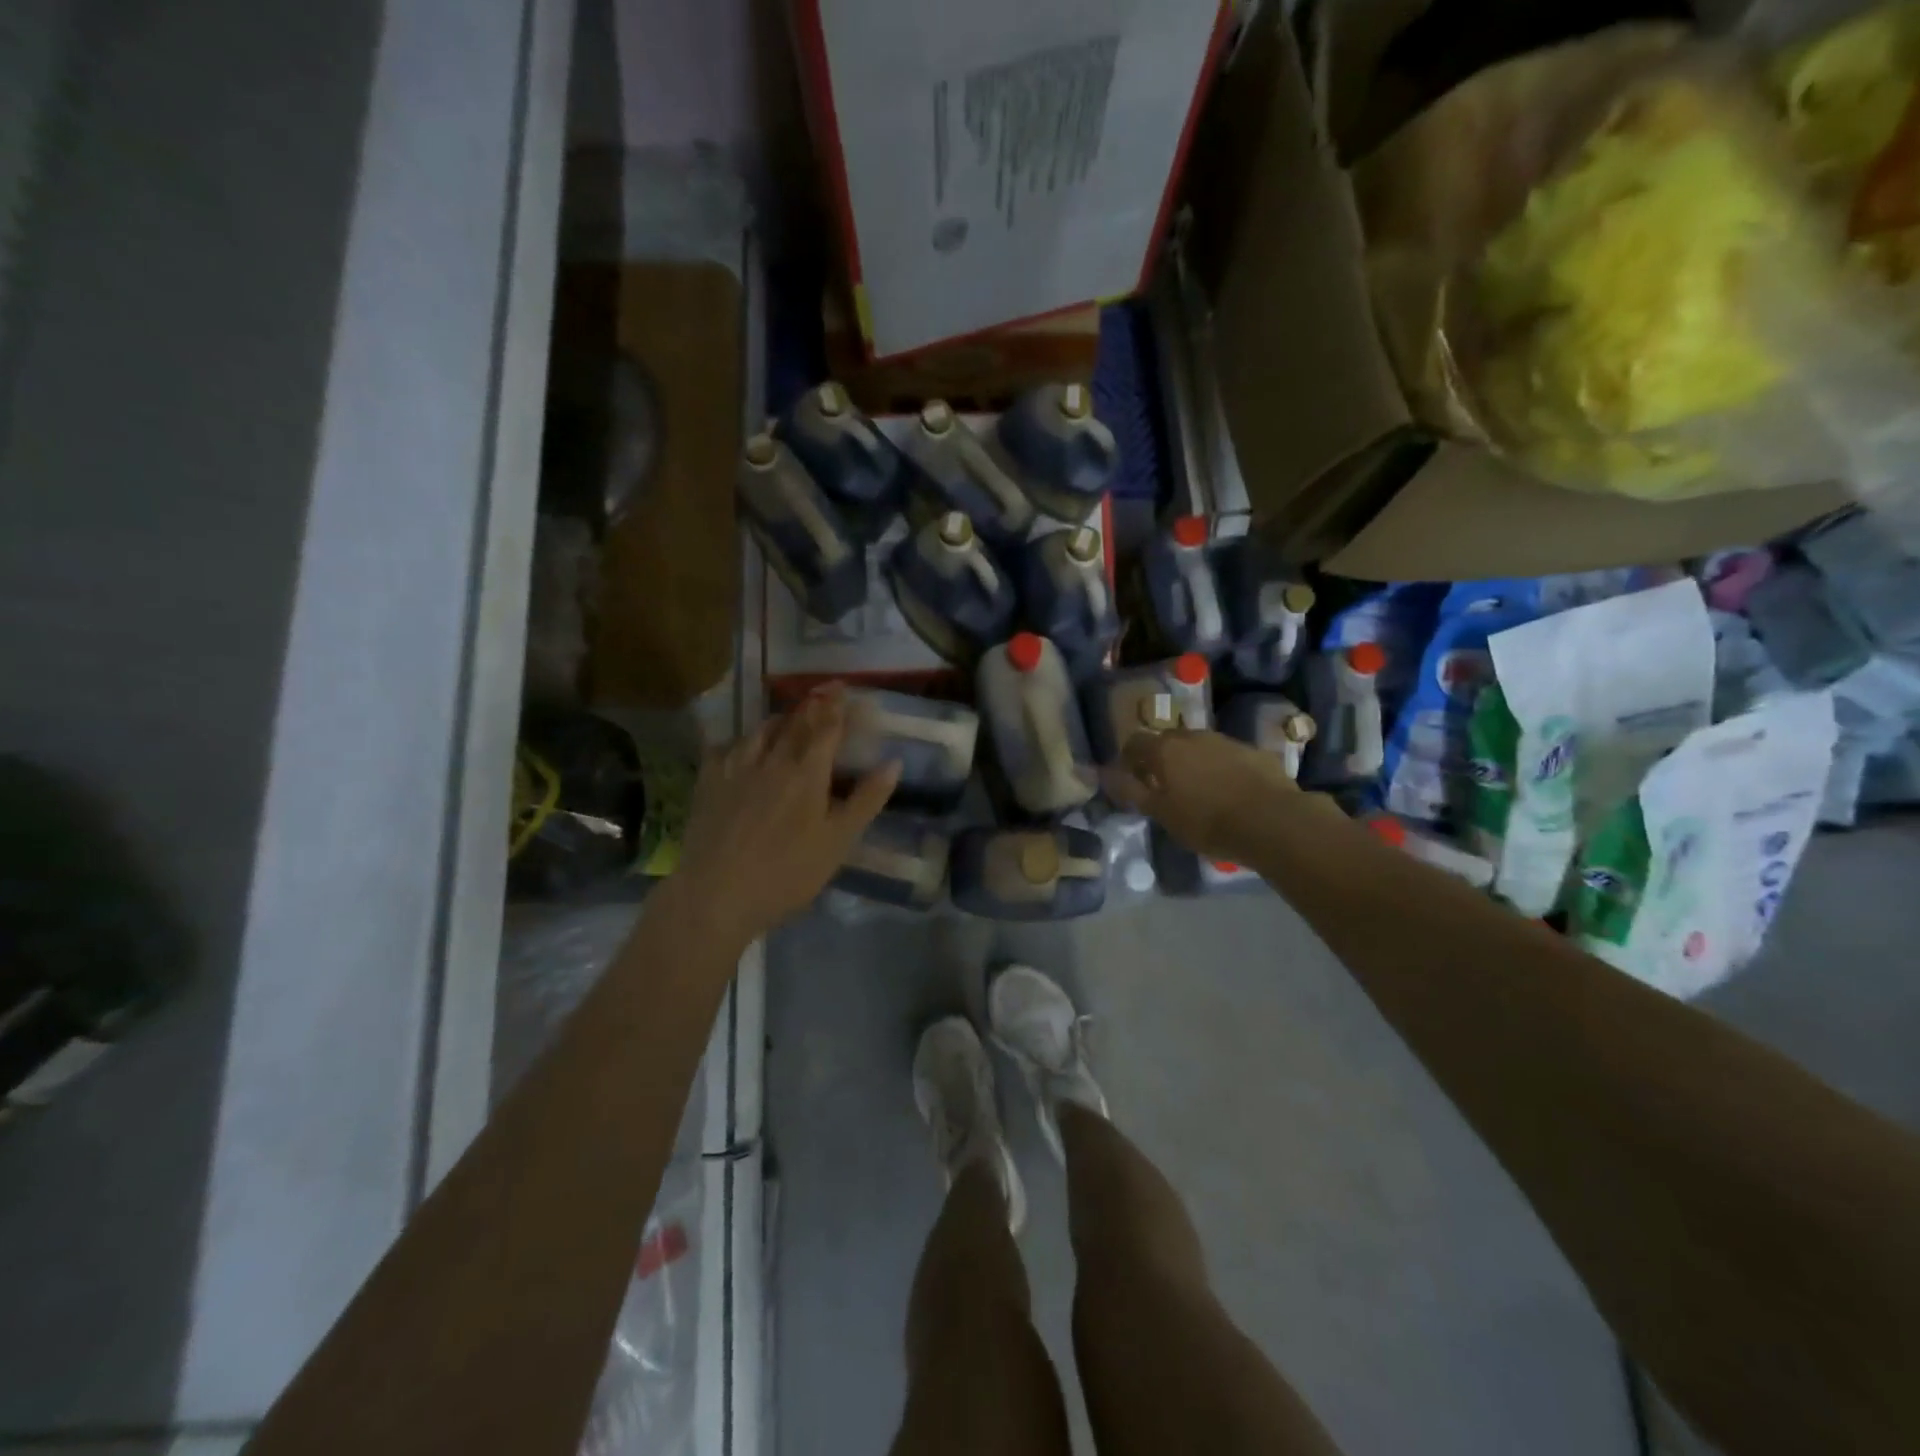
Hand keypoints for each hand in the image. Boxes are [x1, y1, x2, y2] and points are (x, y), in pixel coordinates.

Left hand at [673, 686, 898, 944]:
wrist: (717, 894)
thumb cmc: (787, 873)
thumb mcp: (838, 842)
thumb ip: (866, 800)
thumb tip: (893, 762)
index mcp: (807, 773)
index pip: (827, 728)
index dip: (838, 707)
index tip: (845, 689)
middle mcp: (772, 760)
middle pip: (795, 723)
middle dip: (812, 706)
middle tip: (822, 693)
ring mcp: (736, 768)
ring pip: (760, 731)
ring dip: (779, 720)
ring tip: (787, 718)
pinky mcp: (708, 782)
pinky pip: (725, 748)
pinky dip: (740, 741)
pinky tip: (740, 747)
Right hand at [1101, 729, 1302, 861]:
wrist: (1272, 821)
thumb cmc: (1206, 821)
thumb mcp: (1161, 813)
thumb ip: (1131, 790)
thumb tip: (1103, 773)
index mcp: (1164, 749)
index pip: (1134, 743)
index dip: (1128, 760)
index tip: (1132, 780)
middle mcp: (1192, 736)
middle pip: (1167, 741)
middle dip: (1161, 759)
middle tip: (1163, 786)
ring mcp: (1225, 740)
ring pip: (1199, 746)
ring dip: (1192, 762)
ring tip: (1198, 790)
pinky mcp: (1253, 751)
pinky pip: (1226, 756)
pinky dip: (1220, 768)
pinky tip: (1229, 791)